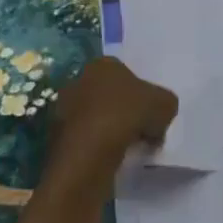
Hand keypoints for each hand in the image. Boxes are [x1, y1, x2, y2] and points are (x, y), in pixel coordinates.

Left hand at [50, 56, 177, 161]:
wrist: (90, 152)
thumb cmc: (128, 115)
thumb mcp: (166, 104)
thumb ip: (165, 103)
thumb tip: (160, 113)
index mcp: (103, 64)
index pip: (126, 72)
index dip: (142, 91)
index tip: (151, 110)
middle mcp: (78, 80)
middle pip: (109, 94)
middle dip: (124, 109)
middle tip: (143, 128)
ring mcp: (63, 108)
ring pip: (96, 117)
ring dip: (110, 128)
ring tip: (129, 146)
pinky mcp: (56, 135)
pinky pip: (85, 137)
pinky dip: (97, 145)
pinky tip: (112, 157)